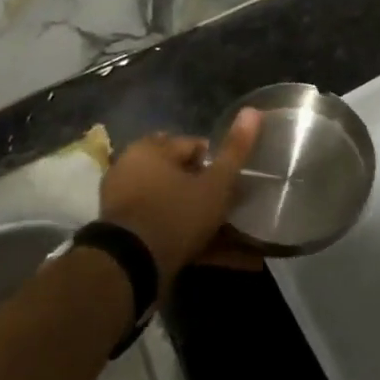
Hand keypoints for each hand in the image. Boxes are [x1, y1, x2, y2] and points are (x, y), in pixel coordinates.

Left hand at [99, 110, 263, 282]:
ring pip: (176, 207)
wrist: (129, 269)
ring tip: (238, 238)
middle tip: (233, 208)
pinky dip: (193, 242)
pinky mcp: (127, 236)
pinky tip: (224, 257)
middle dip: (209, 192)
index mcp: (149, 150)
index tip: (234, 183)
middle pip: (183, 176)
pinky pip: (167, 232)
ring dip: (204, 220)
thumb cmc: (176, 213)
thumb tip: (253, 110)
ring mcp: (126, 206)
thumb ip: (236, 149)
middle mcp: (131, 171)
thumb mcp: (215, 183)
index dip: (218, 163)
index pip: (194, 146)